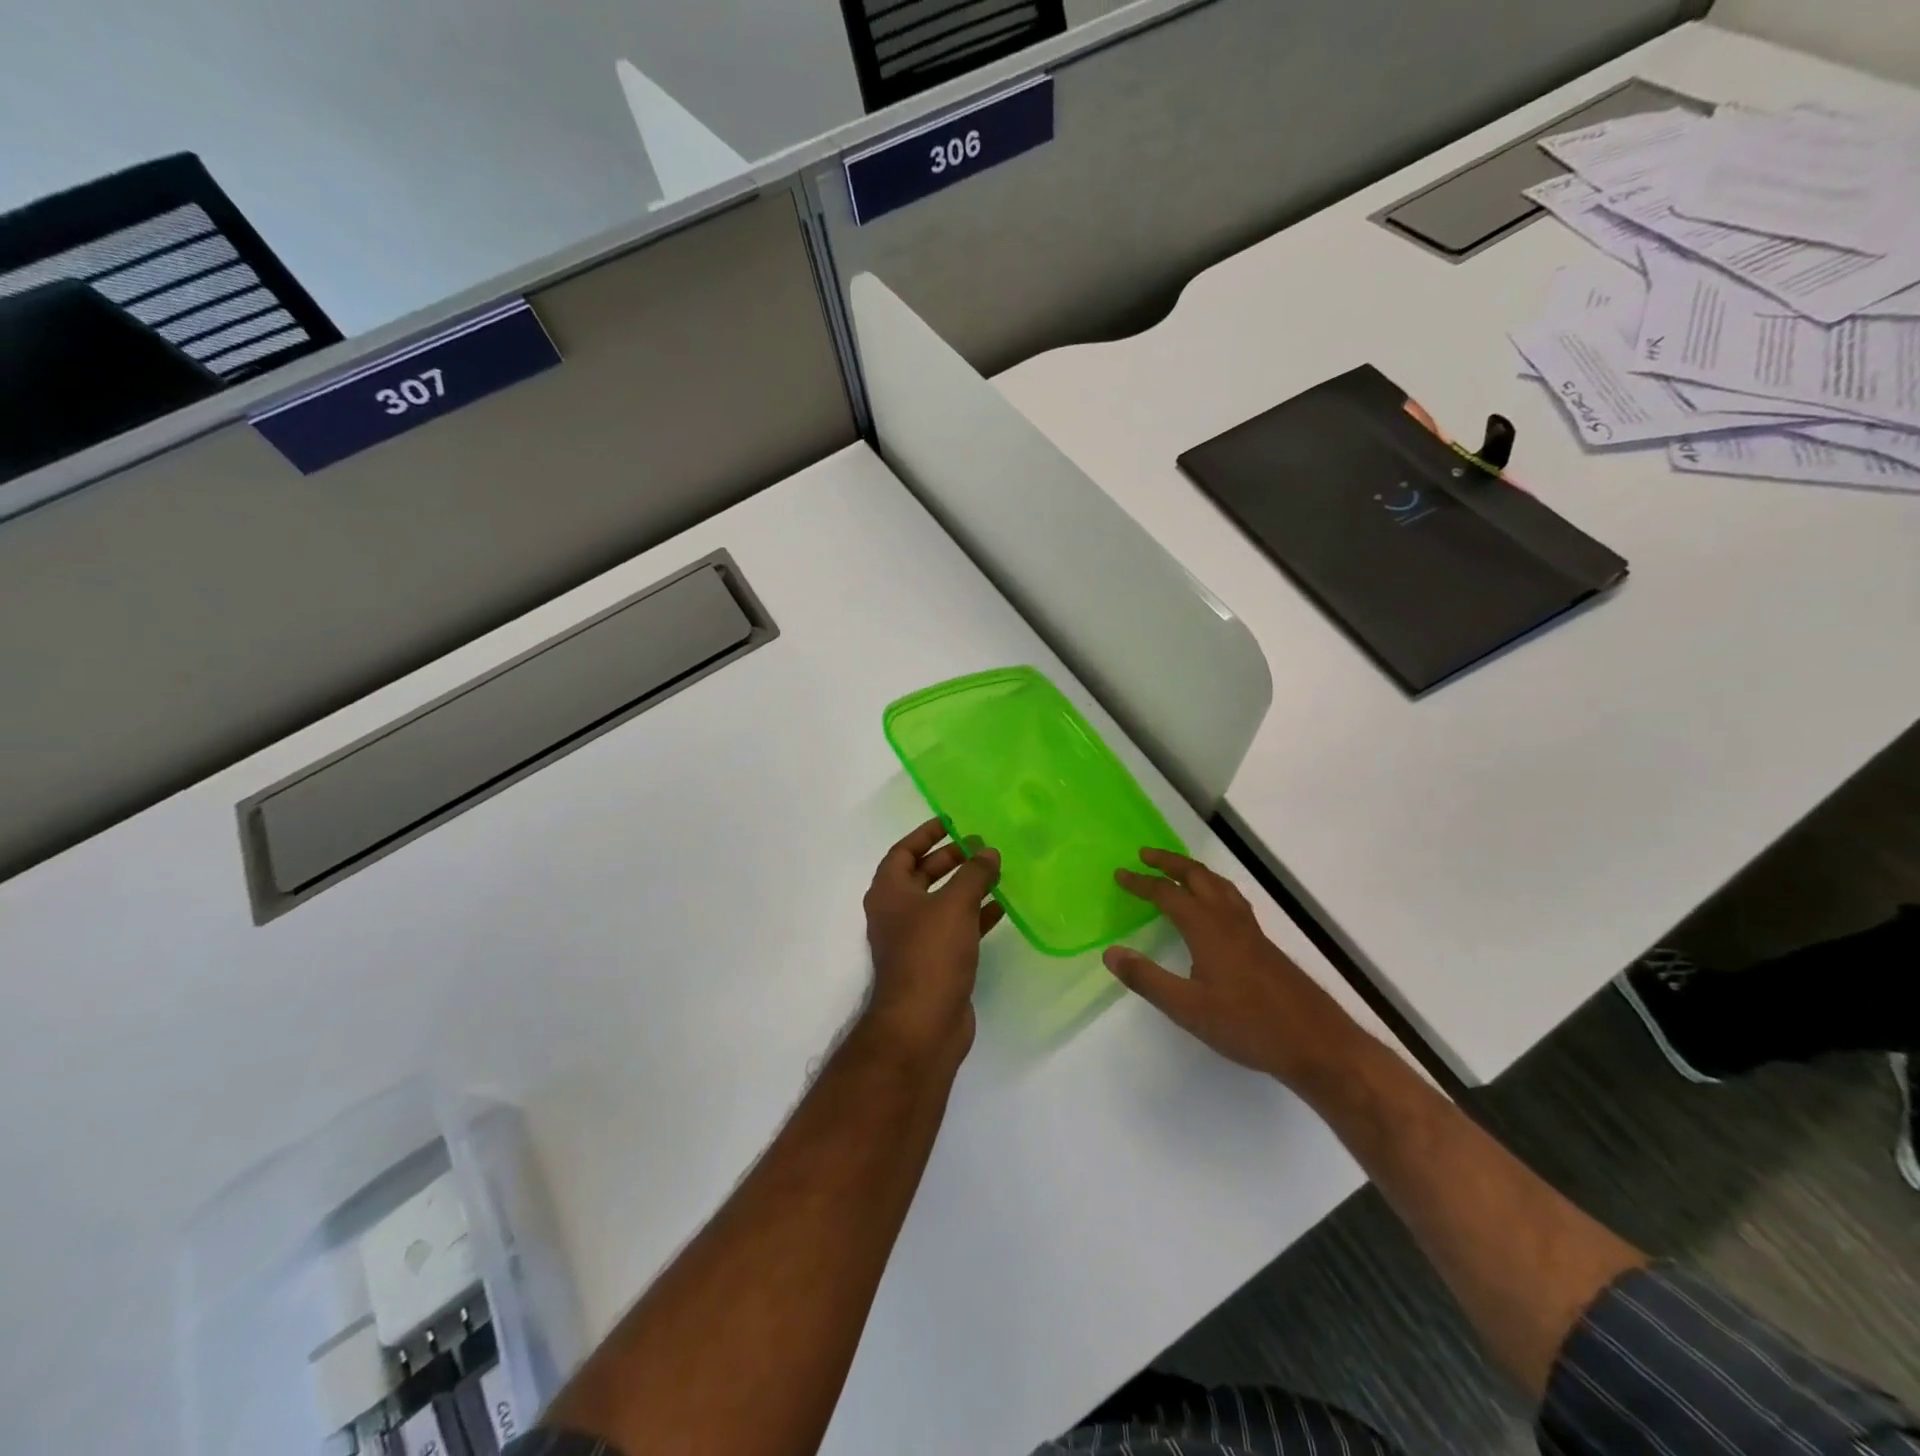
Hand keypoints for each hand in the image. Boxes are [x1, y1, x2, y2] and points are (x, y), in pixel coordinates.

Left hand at [861, 819, 1003, 1068]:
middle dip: (951, 859)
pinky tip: (1001, 908)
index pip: (903, 851)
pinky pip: (956, 928)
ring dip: (966, 886)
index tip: (952, 822)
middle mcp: (897, 912)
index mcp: (889, 892)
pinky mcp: (935, 962)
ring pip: (942, 902)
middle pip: (923, 874)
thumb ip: (974, 873)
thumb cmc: (931, 953)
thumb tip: (988, 851)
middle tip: (981, 847)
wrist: (923, 1024)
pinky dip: (976, 916)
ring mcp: (915, 939)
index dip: (926, 834)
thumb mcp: (955, 904)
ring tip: (996, 872)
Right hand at [1104, 848, 1359, 1086]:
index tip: (1120, 874)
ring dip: (1194, 871)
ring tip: (1177, 870)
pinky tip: (1215, 907)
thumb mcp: (1188, 1009)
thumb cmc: (1248, 1026)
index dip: (1142, 882)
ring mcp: (1251, 931)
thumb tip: (1110, 951)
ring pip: (1219, 885)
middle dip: (1170, 862)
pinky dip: (1214, 888)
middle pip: (1198, 877)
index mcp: (1208, 929)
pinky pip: (1232, 900)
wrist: (1316, 1043)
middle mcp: (1229, 920)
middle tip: (1145, 855)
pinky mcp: (1264, 945)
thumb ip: (1147, 979)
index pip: (1168, 894)